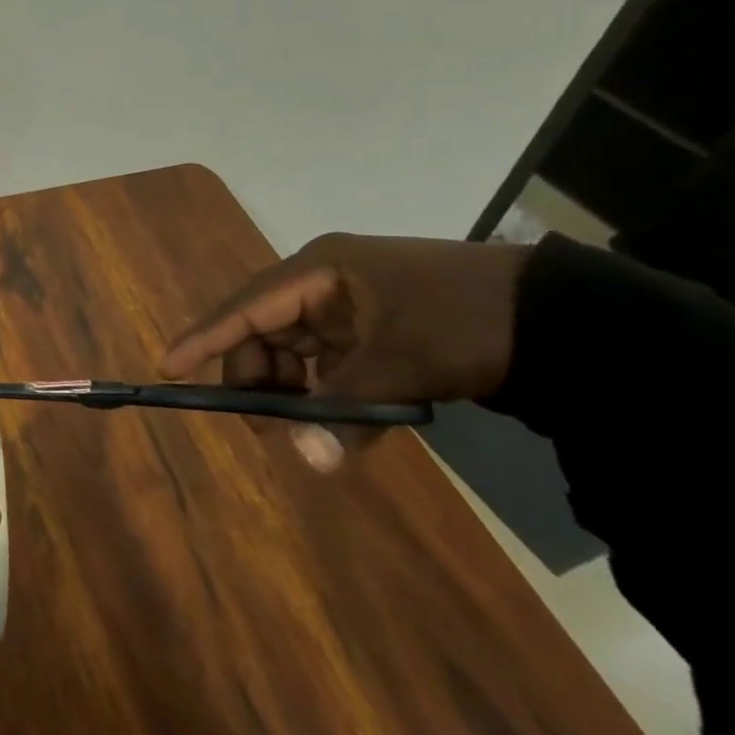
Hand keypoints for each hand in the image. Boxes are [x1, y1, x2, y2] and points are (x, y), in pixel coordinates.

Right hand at [158, 233, 531, 467]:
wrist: (566, 319)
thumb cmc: (467, 322)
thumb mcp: (405, 364)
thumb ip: (348, 410)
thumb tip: (308, 462)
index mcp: (319, 272)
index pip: (246, 307)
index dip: (205, 338)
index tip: (169, 368)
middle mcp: (323, 285)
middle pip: (264, 332)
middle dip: (258, 378)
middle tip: (261, 426)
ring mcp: (348, 308)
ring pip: (295, 352)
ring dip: (293, 392)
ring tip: (302, 431)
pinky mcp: (372, 332)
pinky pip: (327, 364)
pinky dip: (324, 394)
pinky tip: (332, 422)